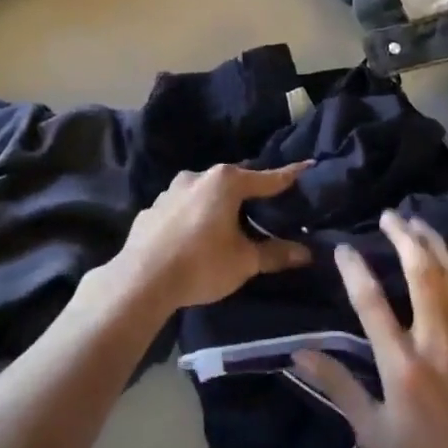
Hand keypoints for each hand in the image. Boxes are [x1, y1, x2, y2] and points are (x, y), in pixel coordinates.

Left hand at [102, 163, 312, 313]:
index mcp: (225, 182)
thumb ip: (275, 253)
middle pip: (234, 181)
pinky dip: (195, 216)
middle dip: (251, 192)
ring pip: (205, 192)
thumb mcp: (244, 262)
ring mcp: (170, 191)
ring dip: (219, 204)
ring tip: (231, 223)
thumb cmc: (201, 264)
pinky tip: (196, 235)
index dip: (290, 176)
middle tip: (268, 207)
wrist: (140, 280)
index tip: (308, 166)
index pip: (268, 177)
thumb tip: (306, 253)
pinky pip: (183, 207)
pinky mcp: (152, 209)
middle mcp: (197, 176)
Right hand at [293, 209, 447, 447]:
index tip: (341, 246)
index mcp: (401, 365)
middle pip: (421, 273)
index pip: (371, 303)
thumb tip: (300, 353)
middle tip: (389, 214)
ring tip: (419, 222)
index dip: (353, 269)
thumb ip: (338, 387)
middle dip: (403, 237)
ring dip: (436, 244)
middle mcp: (437, 342)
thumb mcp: (372, 435)